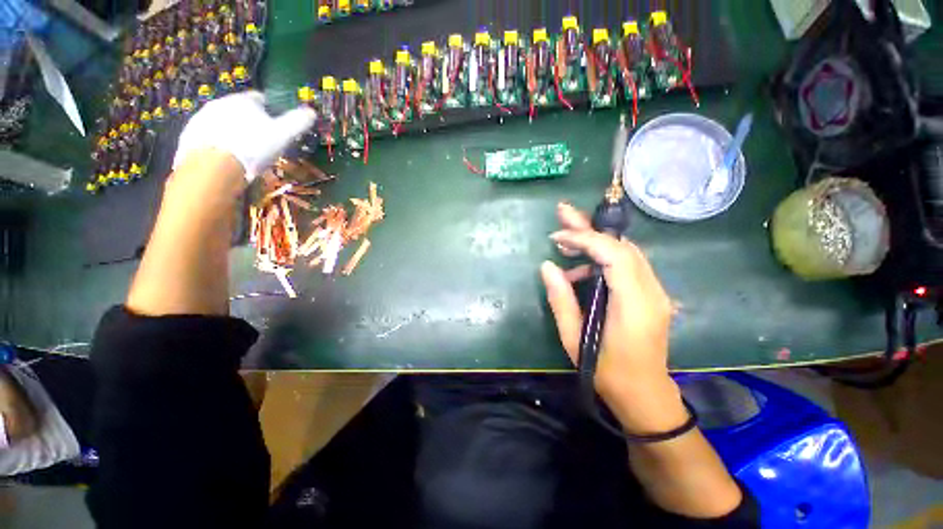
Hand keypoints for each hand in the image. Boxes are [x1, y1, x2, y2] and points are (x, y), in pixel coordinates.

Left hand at [173, 91, 315, 181]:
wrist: (213, 166)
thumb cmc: (253, 147)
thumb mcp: (282, 135)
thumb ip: (297, 122)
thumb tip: (312, 112)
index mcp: (243, 101)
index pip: (260, 99)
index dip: (270, 110)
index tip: (276, 124)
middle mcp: (220, 104)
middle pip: (239, 110)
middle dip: (250, 121)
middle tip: (261, 140)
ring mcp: (201, 119)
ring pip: (222, 122)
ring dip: (232, 132)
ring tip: (243, 150)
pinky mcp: (189, 136)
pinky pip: (208, 136)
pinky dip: (218, 143)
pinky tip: (226, 157)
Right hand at [541, 203, 685, 433]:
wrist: (644, 395)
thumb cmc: (606, 372)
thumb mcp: (574, 338)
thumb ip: (561, 299)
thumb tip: (547, 266)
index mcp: (634, 304)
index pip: (615, 255)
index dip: (585, 239)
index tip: (557, 237)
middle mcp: (652, 292)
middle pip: (623, 246)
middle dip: (590, 228)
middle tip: (563, 213)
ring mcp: (656, 292)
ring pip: (626, 252)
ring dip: (595, 242)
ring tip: (565, 243)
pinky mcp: (651, 295)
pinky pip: (627, 265)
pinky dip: (602, 258)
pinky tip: (580, 269)